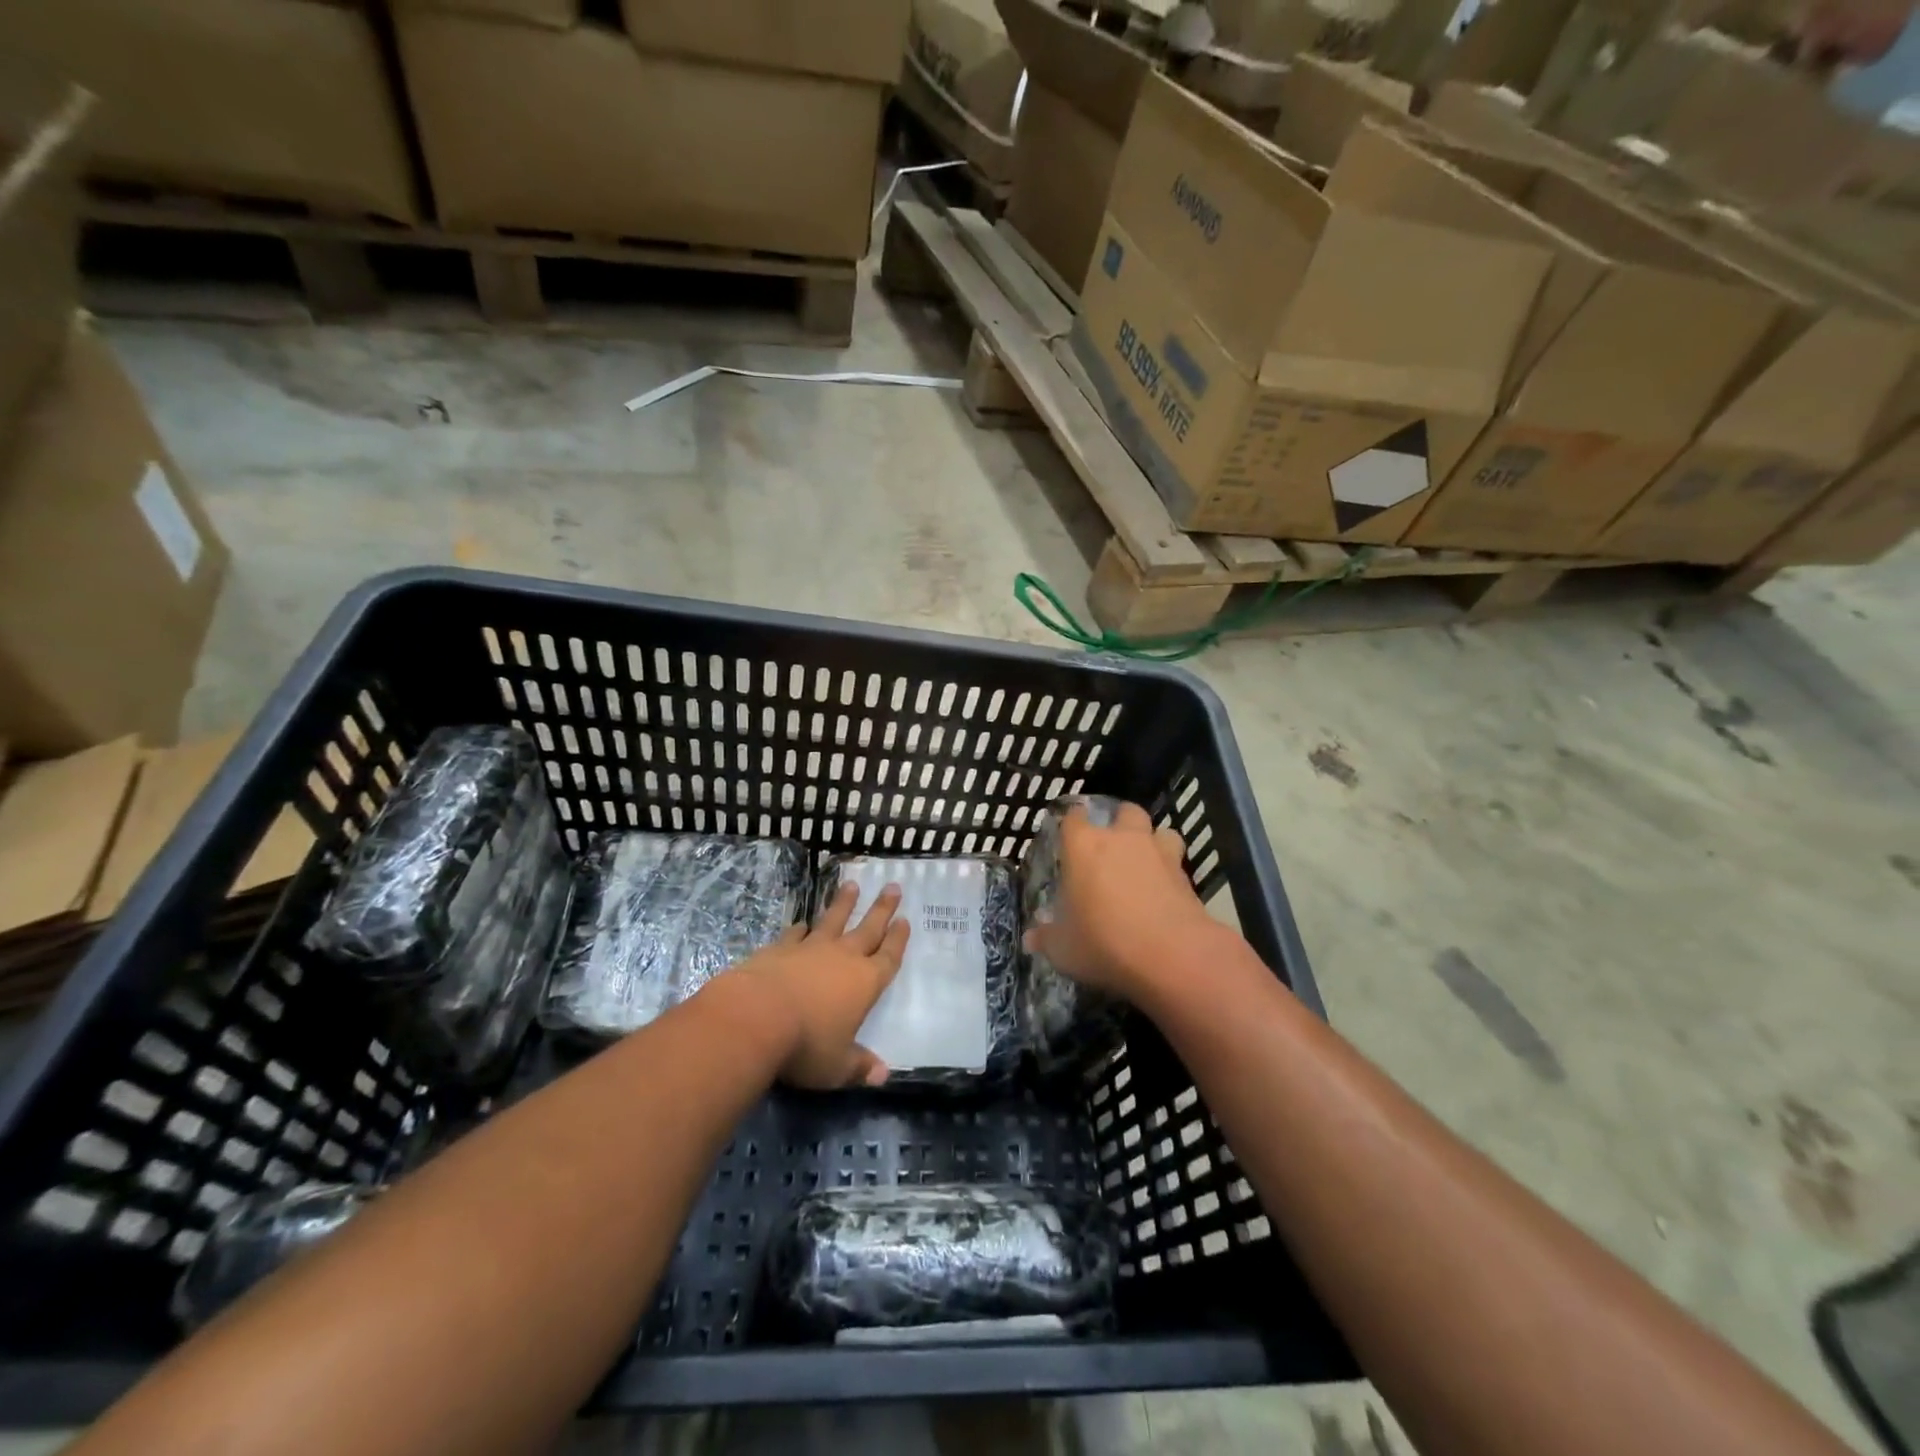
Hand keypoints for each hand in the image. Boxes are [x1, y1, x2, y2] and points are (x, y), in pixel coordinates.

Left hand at [727, 883, 908, 1088]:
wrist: (755, 1017)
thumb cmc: (805, 1045)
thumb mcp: (837, 1067)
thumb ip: (859, 1067)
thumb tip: (882, 1074)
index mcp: (865, 983)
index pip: (888, 957)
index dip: (898, 940)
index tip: (905, 920)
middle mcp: (842, 958)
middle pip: (868, 928)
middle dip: (882, 909)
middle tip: (892, 886)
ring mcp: (810, 949)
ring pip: (833, 920)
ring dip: (844, 903)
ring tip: (851, 884)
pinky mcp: (780, 949)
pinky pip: (796, 934)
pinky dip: (801, 928)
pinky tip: (802, 923)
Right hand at [1023, 802, 1213, 1003]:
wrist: (1172, 955)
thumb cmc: (1104, 942)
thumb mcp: (1063, 949)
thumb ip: (1046, 938)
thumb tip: (1031, 938)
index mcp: (1084, 846)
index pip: (1074, 817)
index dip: (1072, 822)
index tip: (1068, 834)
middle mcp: (1122, 839)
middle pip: (1123, 812)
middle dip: (1119, 822)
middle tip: (1111, 846)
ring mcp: (1159, 853)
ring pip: (1159, 830)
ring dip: (1152, 841)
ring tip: (1145, 862)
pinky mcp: (1186, 876)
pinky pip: (1177, 862)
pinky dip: (1171, 871)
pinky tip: (1164, 890)